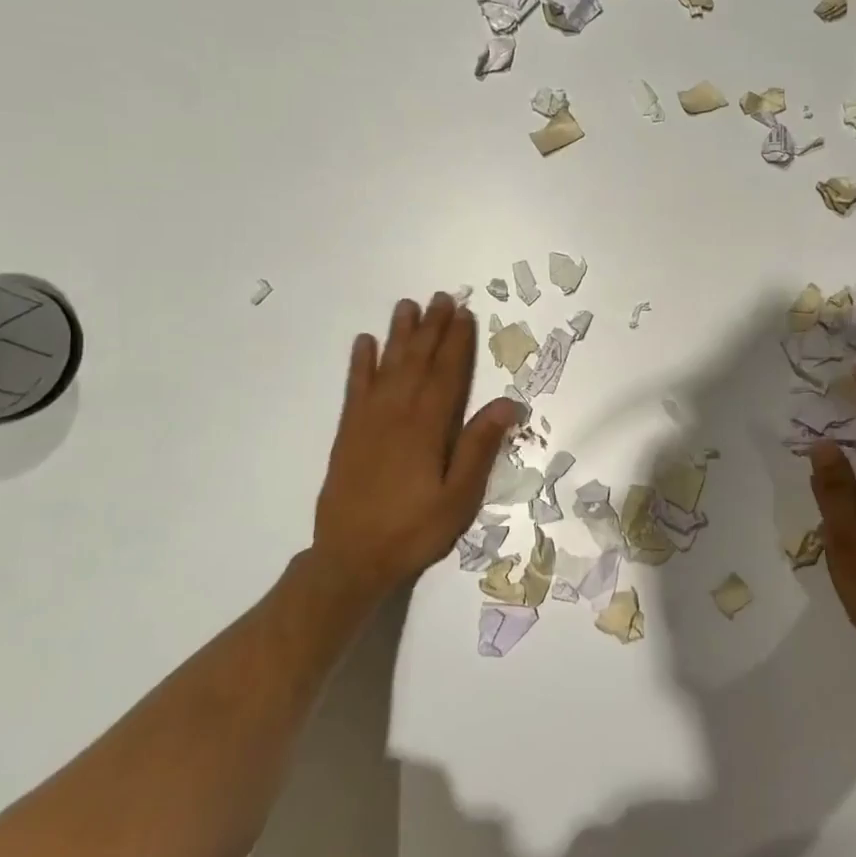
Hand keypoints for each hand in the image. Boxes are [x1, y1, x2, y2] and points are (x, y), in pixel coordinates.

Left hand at [307, 293, 522, 599]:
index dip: (457, 342)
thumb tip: (507, 403)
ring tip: (407, 306)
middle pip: (417, 361)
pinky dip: (359, 363)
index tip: (465, 314)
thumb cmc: (414, 530)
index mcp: (427, 428)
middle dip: (431, 328)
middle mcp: (396, 414)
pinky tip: (364, 343)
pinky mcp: (348, 433)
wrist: (350, 559)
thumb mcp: (459, 497)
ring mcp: (368, 421)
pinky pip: (355, 388)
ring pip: (386, 366)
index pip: (447, 374)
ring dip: (398, 335)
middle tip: (441, 297)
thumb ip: (479, 447)